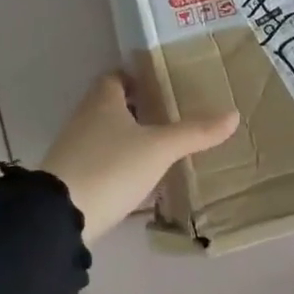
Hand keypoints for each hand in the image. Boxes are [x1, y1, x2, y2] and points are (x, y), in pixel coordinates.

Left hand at [39, 74, 239, 245]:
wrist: (61, 216)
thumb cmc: (111, 167)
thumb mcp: (160, 148)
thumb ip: (195, 132)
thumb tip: (233, 115)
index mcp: (102, 102)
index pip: (115, 77)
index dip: (136, 78)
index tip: (160, 85)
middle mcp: (83, 119)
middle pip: (110, 105)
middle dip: (136, 108)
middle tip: (168, 115)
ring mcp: (73, 150)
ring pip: (104, 134)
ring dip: (127, 137)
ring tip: (159, 146)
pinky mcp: (71, 178)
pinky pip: (99, 160)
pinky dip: (118, 162)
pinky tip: (139, 177)